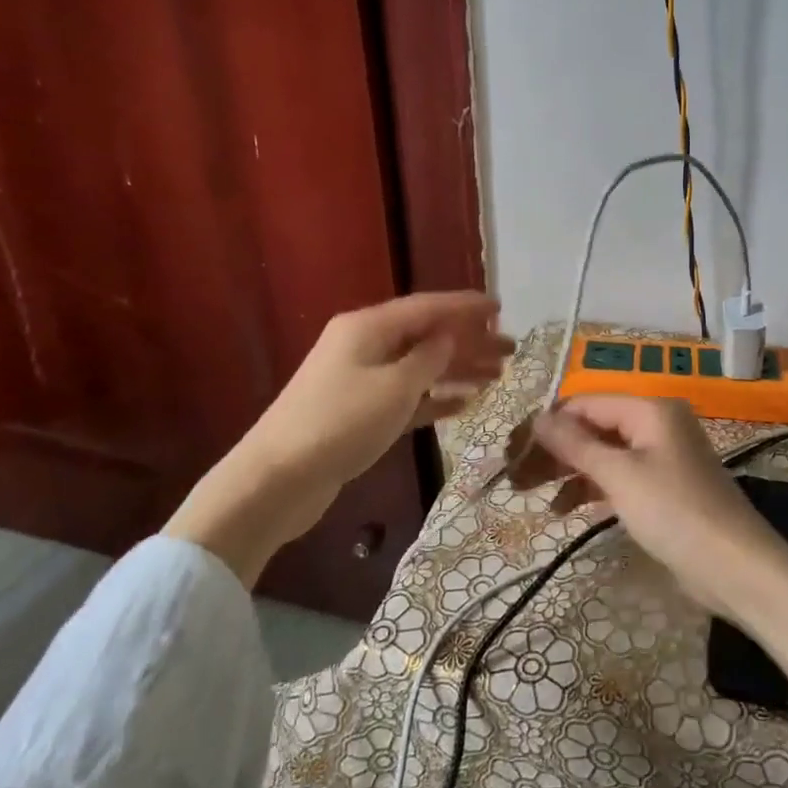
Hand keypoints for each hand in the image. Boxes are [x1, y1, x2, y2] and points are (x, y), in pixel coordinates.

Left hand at [166, 292, 510, 585]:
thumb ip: (429, 358)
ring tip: (497, 376)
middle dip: (469, 341)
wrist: (276, 480)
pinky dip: (434, 397)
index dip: (466, 307)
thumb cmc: (340, 424)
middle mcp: (364, 345)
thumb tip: (450, 336)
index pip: (427, 307)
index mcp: (368, 327)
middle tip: (511, 350)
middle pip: (426, 336)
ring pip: (419, 366)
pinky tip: (465, 403)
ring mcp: (360, 379)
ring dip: (457, 369)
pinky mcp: (359, 413)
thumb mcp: (394, 387)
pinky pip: (406, 396)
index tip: (501, 308)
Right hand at [532, 395, 787, 623]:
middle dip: (554, 450)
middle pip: (593, 427)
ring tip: (529, 495)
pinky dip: (590, 490)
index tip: (512, 450)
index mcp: (650, 409)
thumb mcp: (620, 476)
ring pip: (602, 454)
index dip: (548, 424)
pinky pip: (617, 478)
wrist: (735, 568)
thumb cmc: (675, 512)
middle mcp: (655, 424)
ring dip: (568, 472)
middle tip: (515, 477)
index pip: (585, 403)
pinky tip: (563, 510)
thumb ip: (576, 445)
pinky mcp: (662, 488)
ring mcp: (660, 457)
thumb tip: (539, 417)